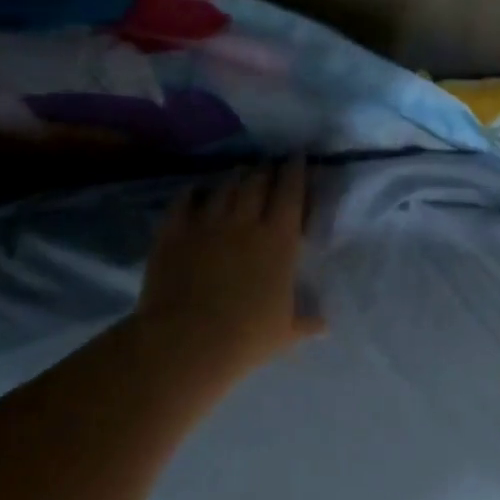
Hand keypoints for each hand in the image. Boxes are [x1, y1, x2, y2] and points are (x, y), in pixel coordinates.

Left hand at [136, 159, 323, 385]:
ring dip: (234, 177)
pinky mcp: (173, 233)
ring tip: (238, 172)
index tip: (297, 157)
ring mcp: (206, 224)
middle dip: (265, 170)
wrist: (187, 341)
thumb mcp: (285, 332)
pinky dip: (191, 193)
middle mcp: (244, 222)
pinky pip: (183, 202)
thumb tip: (325, 326)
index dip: (296, 172)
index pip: (291, 193)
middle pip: (257, 183)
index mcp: (279, 240)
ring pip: (223, 188)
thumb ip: (306, 322)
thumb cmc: (247, 337)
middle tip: (268, 165)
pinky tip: (194, 190)